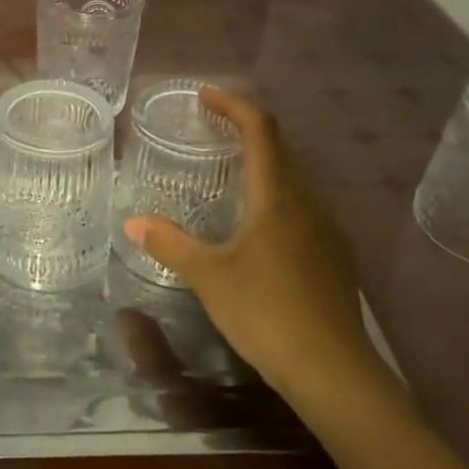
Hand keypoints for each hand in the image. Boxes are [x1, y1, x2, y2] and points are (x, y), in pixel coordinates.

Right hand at [124, 89, 385, 407]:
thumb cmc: (267, 313)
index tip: (206, 96)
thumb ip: (171, 244)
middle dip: (247, 129)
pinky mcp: (335, 256)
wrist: (334, 372)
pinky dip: (278, 192)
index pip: (261, 130)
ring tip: (232, 169)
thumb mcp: (209, 277)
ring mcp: (328, 230)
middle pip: (281, 148)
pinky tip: (261, 222)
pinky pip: (304, 205)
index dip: (234, 105)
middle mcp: (308, 203)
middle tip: (213, 127)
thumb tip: (133, 222)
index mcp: (278, 197)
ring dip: (265, 161)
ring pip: (295, 177)